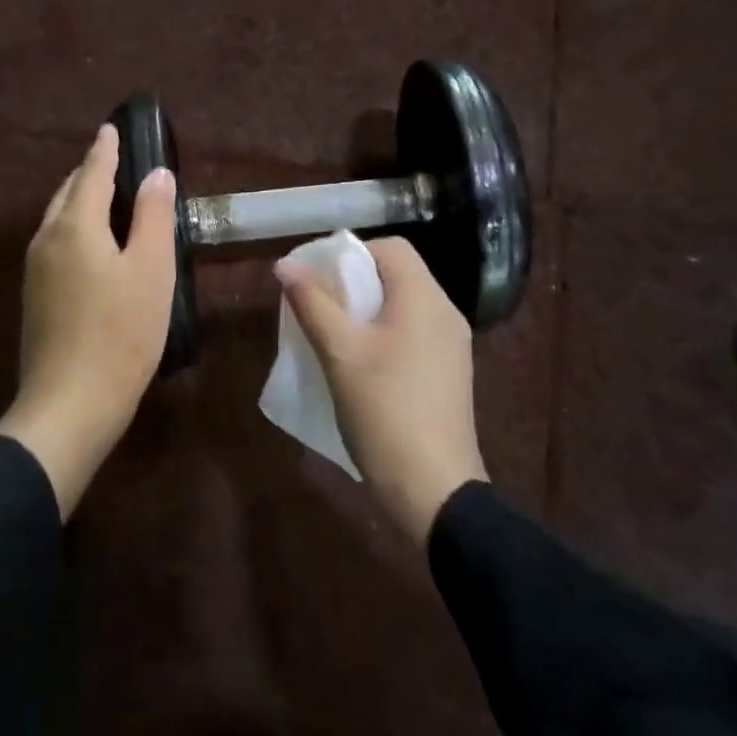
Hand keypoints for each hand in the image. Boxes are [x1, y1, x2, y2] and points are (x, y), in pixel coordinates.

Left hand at [0, 124, 176, 516]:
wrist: (70, 404)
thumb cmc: (121, 333)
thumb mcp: (151, 270)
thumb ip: (153, 216)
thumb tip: (155, 173)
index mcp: (74, 226)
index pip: (91, 173)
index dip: (105, 150)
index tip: (111, 129)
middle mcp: (46, 240)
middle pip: (68, 193)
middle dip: (89, 172)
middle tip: (113, 160)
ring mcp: (35, 271)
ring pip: (58, 220)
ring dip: (80, 201)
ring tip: (104, 196)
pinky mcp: (35, 298)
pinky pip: (56, 244)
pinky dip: (75, 228)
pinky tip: (91, 245)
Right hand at [276, 237, 485, 544]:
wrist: (433, 487)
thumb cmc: (384, 409)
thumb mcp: (340, 352)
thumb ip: (313, 303)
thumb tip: (285, 265)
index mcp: (425, 299)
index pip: (391, 248)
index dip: (350, 252)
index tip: (316, 275)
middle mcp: (445, 314)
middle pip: (397, 275)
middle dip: (352, 281)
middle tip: (316, 304)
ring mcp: (451, 346)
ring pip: (402, 307)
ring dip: (364, 310)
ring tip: (329, 333)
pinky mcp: (447, 374)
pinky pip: (410, 334)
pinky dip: (381, 334)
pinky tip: (356, 362)